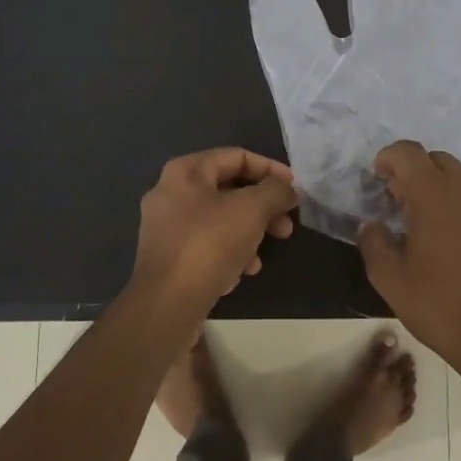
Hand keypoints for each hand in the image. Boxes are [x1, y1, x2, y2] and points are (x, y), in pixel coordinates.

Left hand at [130, 148, 297, 318]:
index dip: (270, 169)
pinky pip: (206, 245)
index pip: (236, 157)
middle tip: (286, 228)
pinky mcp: (168, 257)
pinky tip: (241, 273)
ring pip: (219, 220)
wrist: (167, 303)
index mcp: (186, 172)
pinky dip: (228, 253)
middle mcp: (171, 193)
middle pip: (228, 190)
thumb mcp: (251, 210)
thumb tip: (287, 188)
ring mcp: (165, 227)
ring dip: (248, 234)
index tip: (294, 190)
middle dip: (262, 208)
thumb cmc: (209, 244)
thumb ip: (274, 191)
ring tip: (262, 257)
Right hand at [356, 141, 460, 382]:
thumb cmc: (441, 306)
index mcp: (434, 193)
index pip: (407, 152)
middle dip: (416, 173)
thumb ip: (373, 243)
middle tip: (403, 203)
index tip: (379, 178)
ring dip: (447, 187)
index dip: (388, 157)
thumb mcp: (390, 280)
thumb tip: (371, 225)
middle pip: (438, 160)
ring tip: (436, 219)